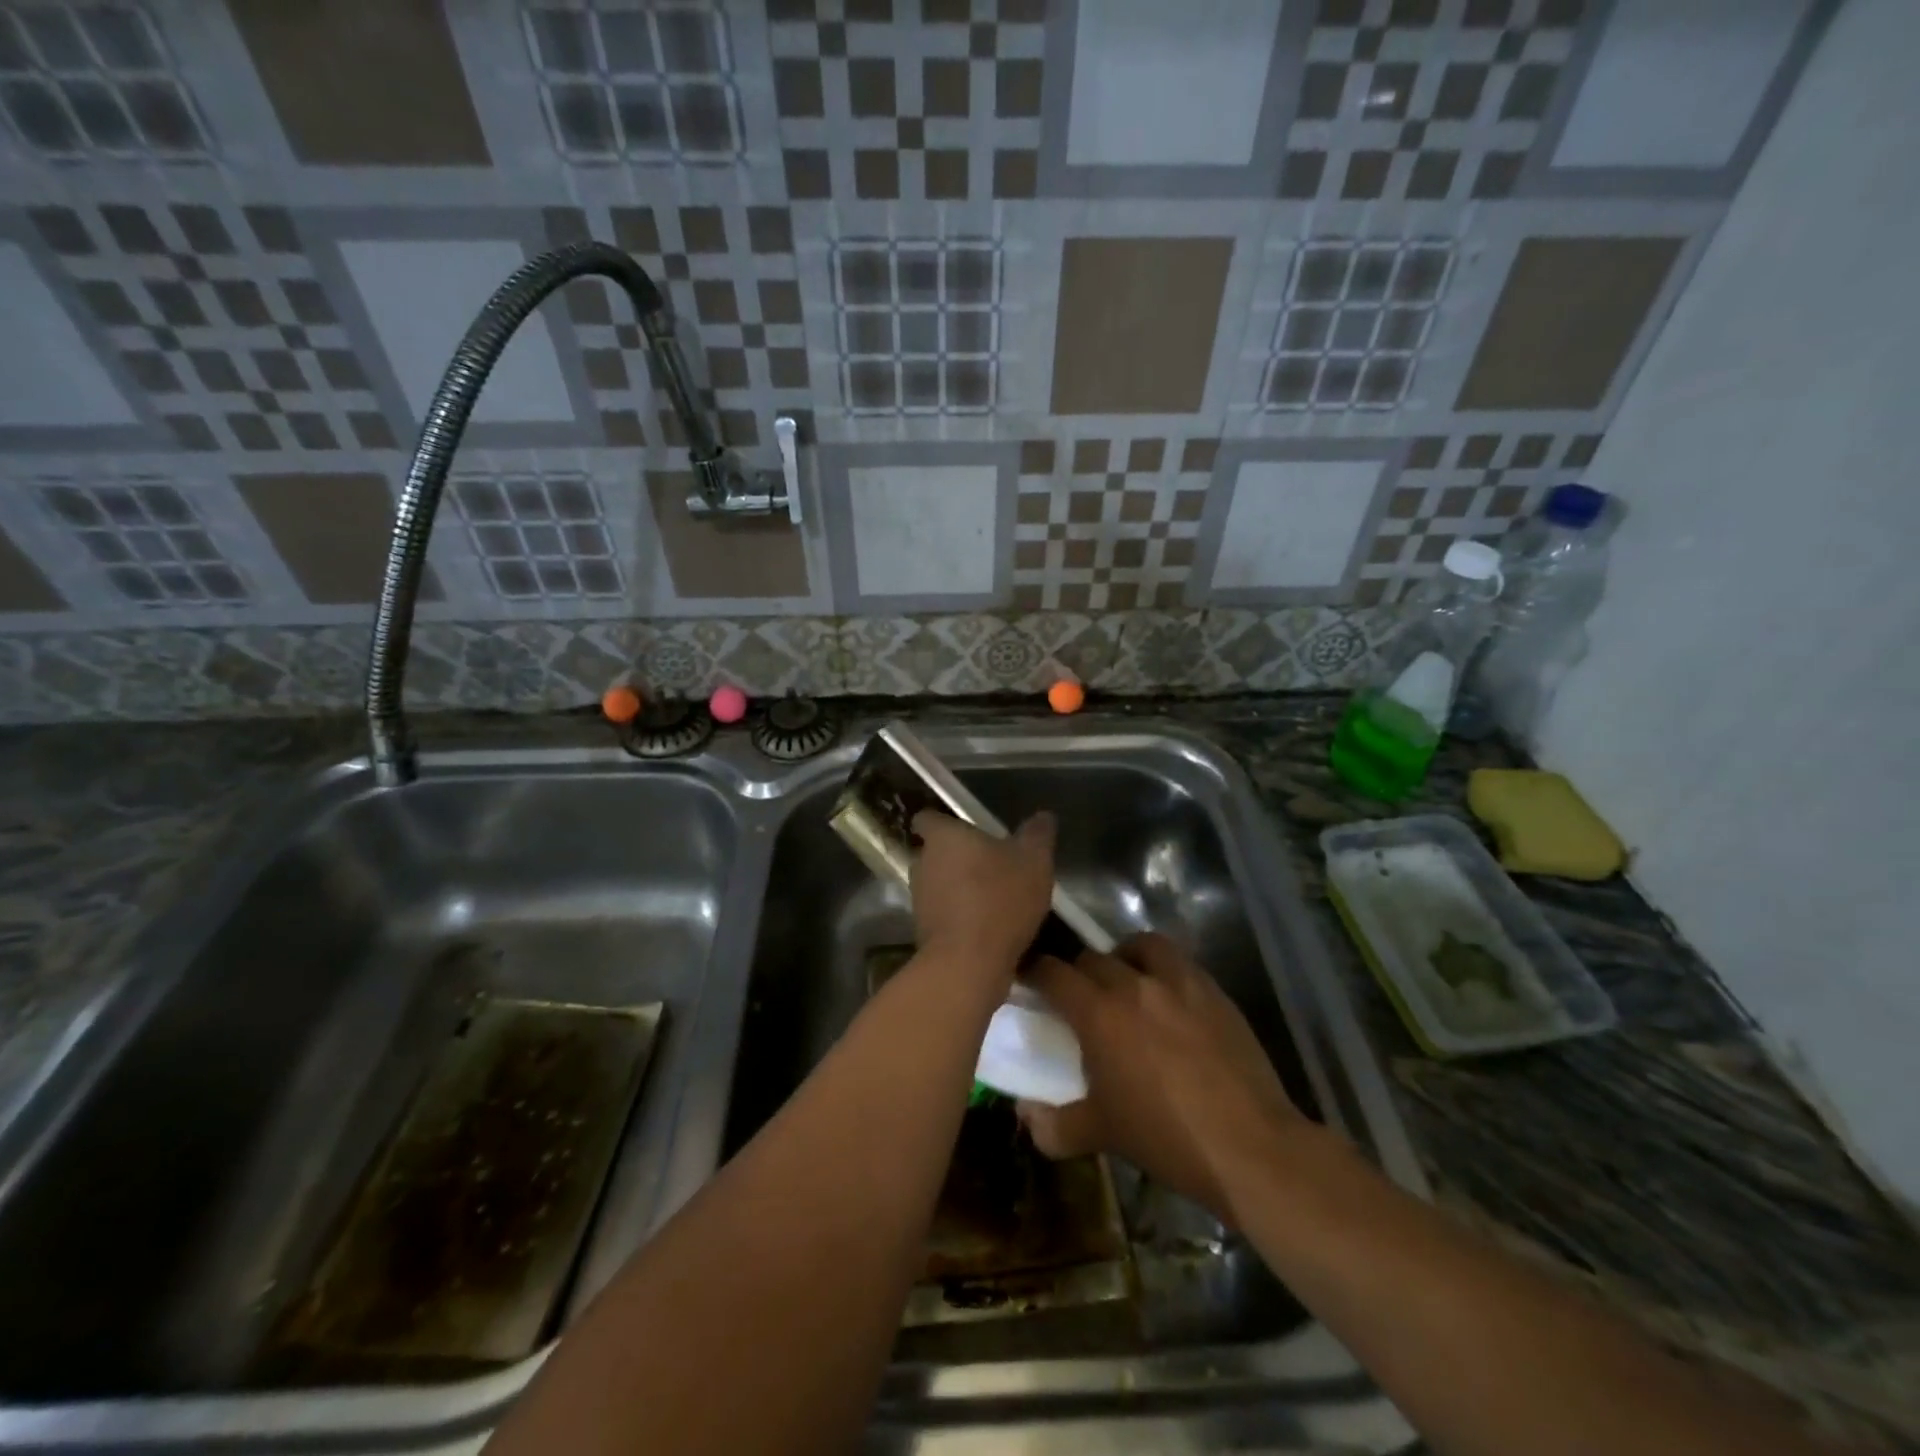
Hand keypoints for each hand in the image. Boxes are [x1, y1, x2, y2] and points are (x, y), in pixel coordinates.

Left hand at [909, 810, 1054, 984]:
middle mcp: (923, 863)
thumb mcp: (1034, 861)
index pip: (927, 819)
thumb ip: (1037, 834)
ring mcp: (919, 899)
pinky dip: (959, 917)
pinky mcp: (923, 931)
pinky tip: (987, 928)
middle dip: (957, 858)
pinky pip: (943, 915)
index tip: (963, 829)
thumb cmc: (1000, 898)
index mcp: (943, 837)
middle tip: (989, 865)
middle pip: (935, 852)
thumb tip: (1043, 816)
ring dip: (958, 889)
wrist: (968, 963)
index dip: (943, 822)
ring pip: (938, 885)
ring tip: (992, 899)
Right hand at [1019, 933, 1307, 1226]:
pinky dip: (1164, 969)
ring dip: (1124, 957)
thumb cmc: (1165, 1138)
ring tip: (1126, 982)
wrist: (1249, 1145)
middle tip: (1078, 999)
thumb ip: (1053, 1125)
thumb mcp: (1101, 1134)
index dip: (1034, 973)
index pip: (1053, 973)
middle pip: (1092, 957)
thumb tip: (1027, 1115)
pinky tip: (1169, 998)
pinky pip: (1179, 961)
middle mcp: (1134, 984)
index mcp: (1099, 1012)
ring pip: (1140, 944)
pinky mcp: (1213, 990)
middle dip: (1077, 972)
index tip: (1028, 981)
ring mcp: (1178, 982)